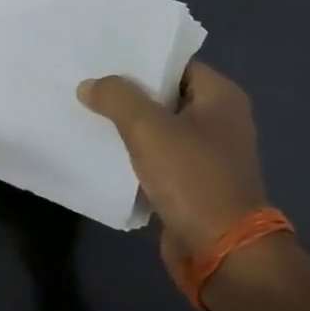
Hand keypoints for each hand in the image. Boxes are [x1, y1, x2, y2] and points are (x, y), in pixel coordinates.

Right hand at [77, 62, 266, 278]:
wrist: (223, 253)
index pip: (174, 63)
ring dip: (128, 124)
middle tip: (86, 81)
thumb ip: (116, 97)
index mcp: (220, 97)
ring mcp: (207, 154)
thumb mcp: (148, 128)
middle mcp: (219, 120)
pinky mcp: (194, 183)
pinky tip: (102, 149)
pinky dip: (134, 153)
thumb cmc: (193, 179)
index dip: (139, 58)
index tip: (102, 56)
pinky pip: (158, 157)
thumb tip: (90, 85)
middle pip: (165, 94)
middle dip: (128, 92)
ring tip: (86, 111)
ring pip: (158, 127)